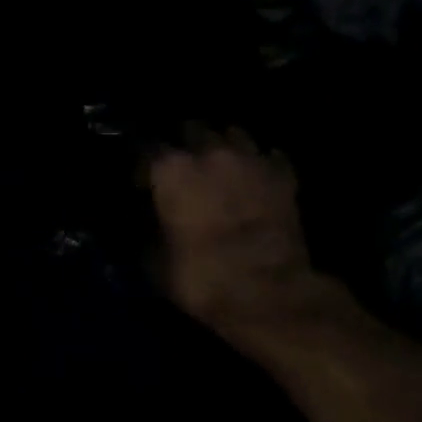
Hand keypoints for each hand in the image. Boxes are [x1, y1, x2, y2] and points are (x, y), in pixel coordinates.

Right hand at [149, 136, 345, 346]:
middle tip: (180, 168)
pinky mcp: (284, 175)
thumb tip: (144, 223)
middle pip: (191, 129)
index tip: (138, 183)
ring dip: (222, 147)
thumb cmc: (200, 277)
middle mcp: (210, 152)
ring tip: (218, 166)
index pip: (145, 148)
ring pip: (233, 134)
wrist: (267, 292)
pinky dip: (258, 164)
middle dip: (183, 144)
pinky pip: (267, 156)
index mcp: (171, 169)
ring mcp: (252, 159)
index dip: (140, 166)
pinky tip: (254, 178)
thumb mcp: (153, 262)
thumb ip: (146, 232)